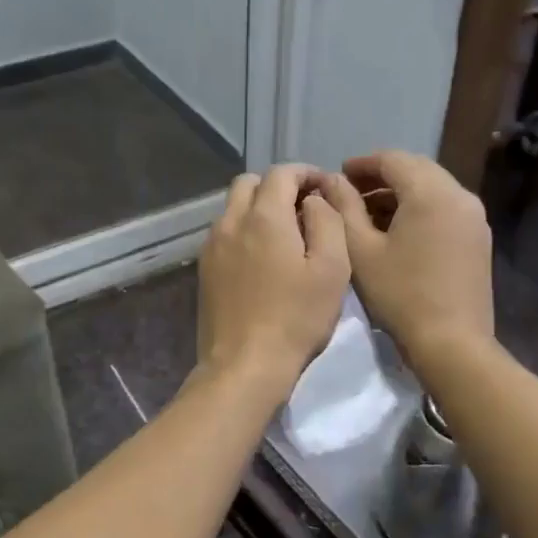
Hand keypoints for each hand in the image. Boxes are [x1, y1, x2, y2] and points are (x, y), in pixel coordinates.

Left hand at [196, 165, 351, 392]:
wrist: (244, 365)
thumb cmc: (296, 318)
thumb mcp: (332, 269)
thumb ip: (327, 221)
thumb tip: (314, 200)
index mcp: (264, 217)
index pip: (282, 173)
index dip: (306, 173)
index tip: (324, 188)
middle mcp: (231, 222)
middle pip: (249, 183)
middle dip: (277, 186)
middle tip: (302, 209)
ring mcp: (212, 246)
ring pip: (233, 207)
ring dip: (258, 208)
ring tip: (284, 235)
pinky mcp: (204, 269)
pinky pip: (224, 233)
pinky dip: (244, 231)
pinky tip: (261, 259)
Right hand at [319, 150, 493, 365]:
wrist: (452, 343)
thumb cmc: (400, 295)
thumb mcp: (361, 250)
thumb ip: (344, 208)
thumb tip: (333, 181)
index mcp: (431, 193)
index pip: (393, 160)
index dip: (363, 164)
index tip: (338, 175)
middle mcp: (460, 195)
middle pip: (417, 169)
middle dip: (382, 176)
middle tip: (351, 192)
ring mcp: (474, 217)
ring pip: (433, 188)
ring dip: (401, 193)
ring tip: (369, 213)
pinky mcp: (478, 238)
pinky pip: (445, 207)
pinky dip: (420, 208)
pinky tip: (397, 230)